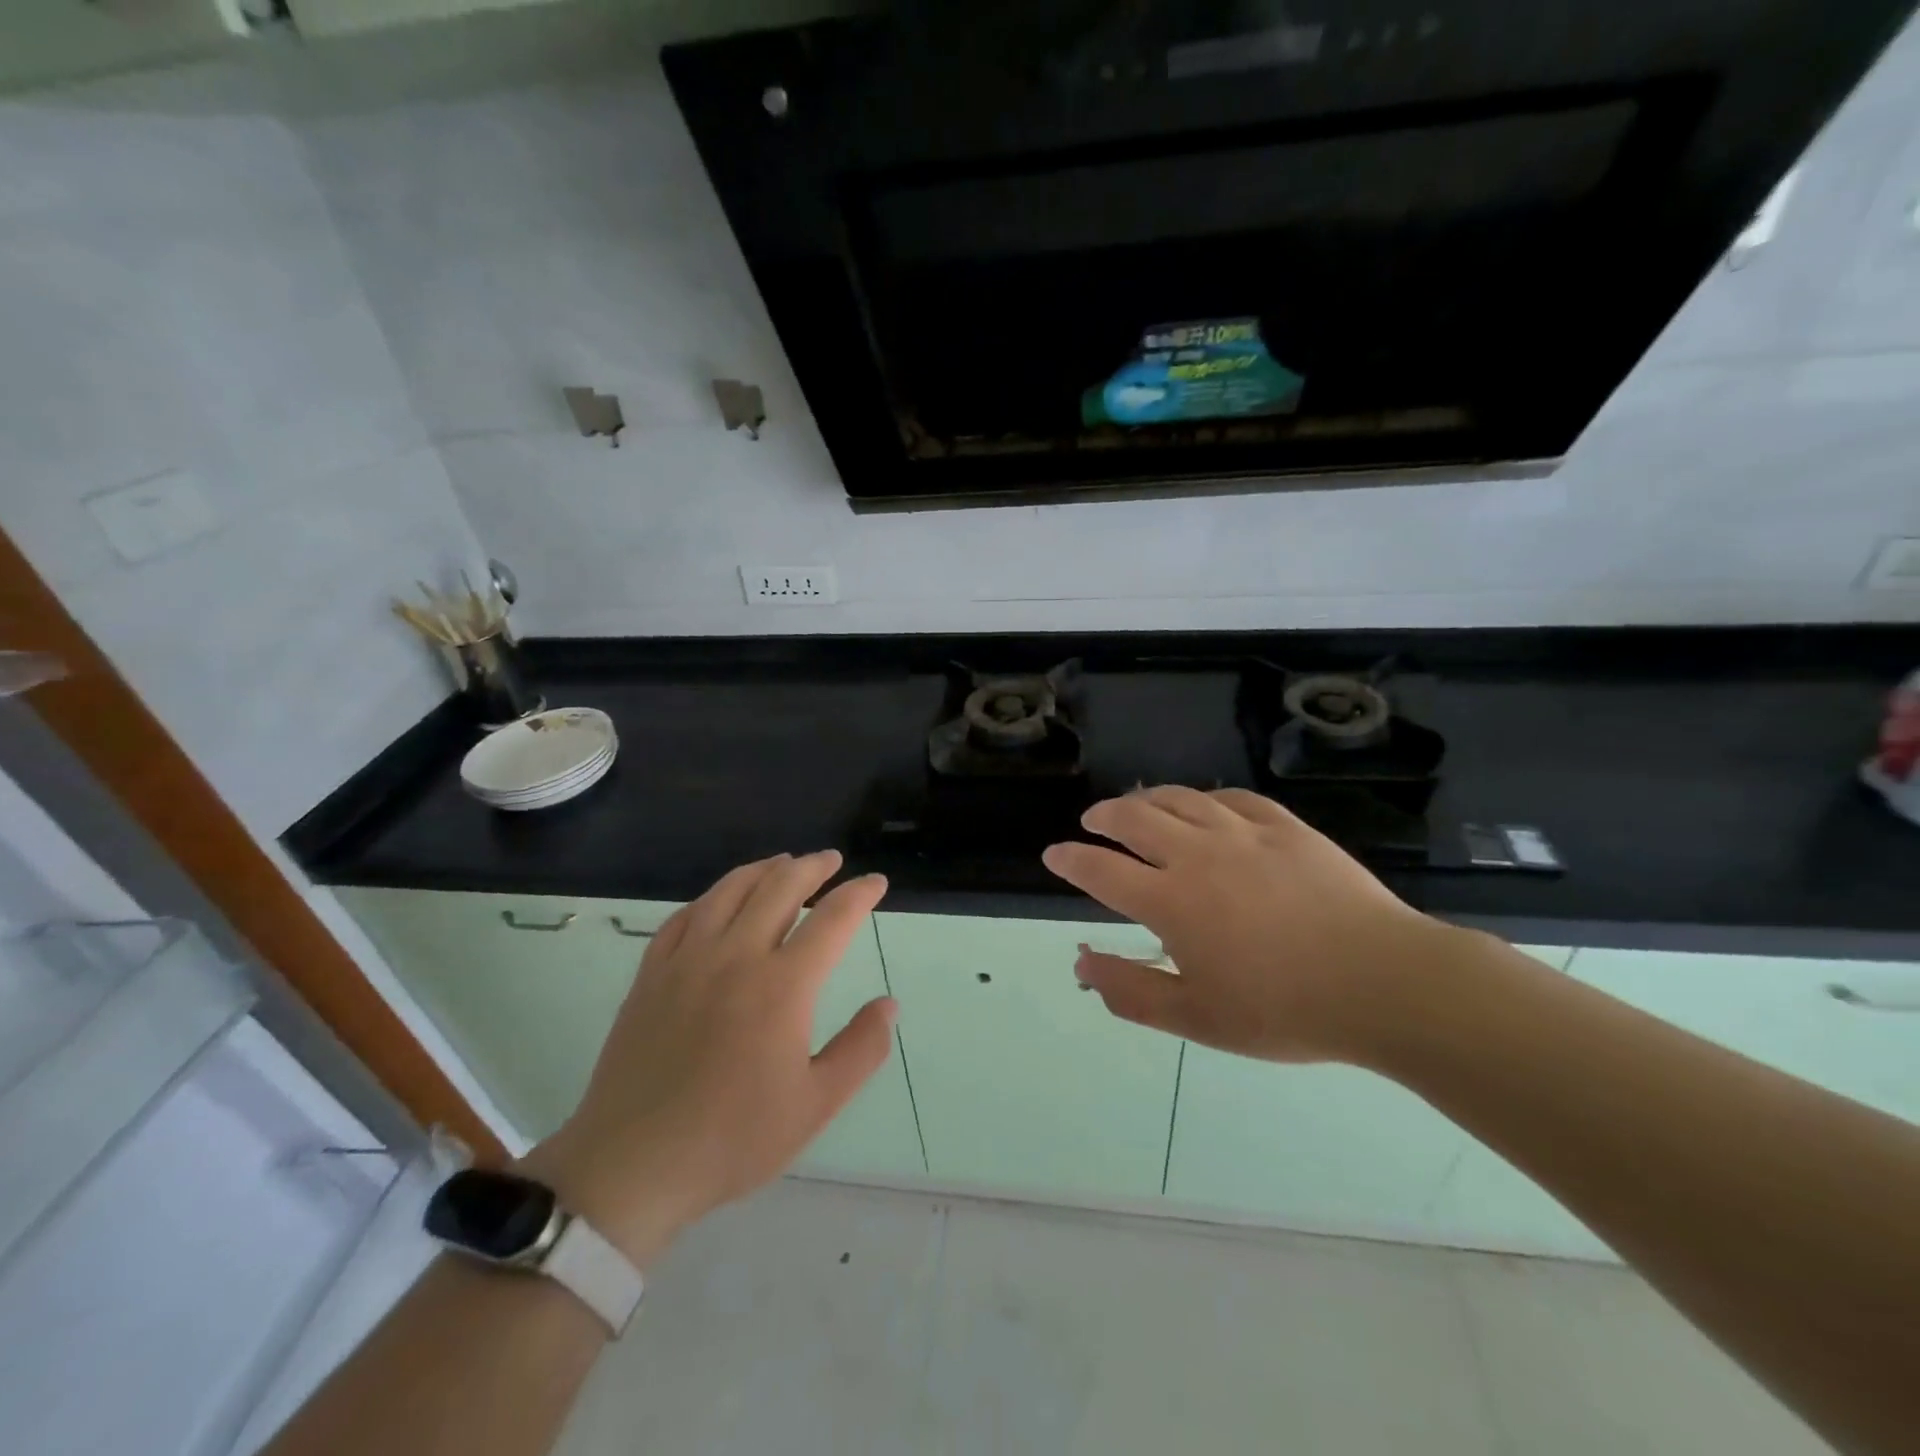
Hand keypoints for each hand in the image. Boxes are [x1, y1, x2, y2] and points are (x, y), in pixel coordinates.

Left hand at [520, 851, 894, 1265]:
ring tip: (784, 864)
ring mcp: (688, 959)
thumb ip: (860, 1050)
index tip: (876, 882)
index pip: (832, 918)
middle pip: (781, 887)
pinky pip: (686, 915)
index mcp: (783, 985)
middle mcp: (737, 956)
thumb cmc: (732, 1139)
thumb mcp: (815, 1105)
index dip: (859, 893)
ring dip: (765, 869)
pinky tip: (722, 900)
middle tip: (831, 861)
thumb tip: (889, 1004)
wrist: (632, 1165)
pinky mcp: (652, 973)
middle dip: (813, 867)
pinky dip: (714, 896)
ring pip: (731, 890)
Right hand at [1042, 787, 1459, 1064]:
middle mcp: (1197, 855)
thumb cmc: (1284, 1010)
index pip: (1101, 870)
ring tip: (1137, 805)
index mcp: (1170, 901)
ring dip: (1148, 799)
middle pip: (1135, 817)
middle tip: (1093, 821)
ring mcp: (1244, 834)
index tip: (1054, 854)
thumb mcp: (1197, 1018)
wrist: (1384, 982)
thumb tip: (1081, 964)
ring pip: (1181, 800)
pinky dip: (1206, 799)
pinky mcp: (1286, 828)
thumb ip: (1131, 991)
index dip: (1071, 860)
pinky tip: (1205, 806)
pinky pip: (1233, 798)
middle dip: (1104, 816)